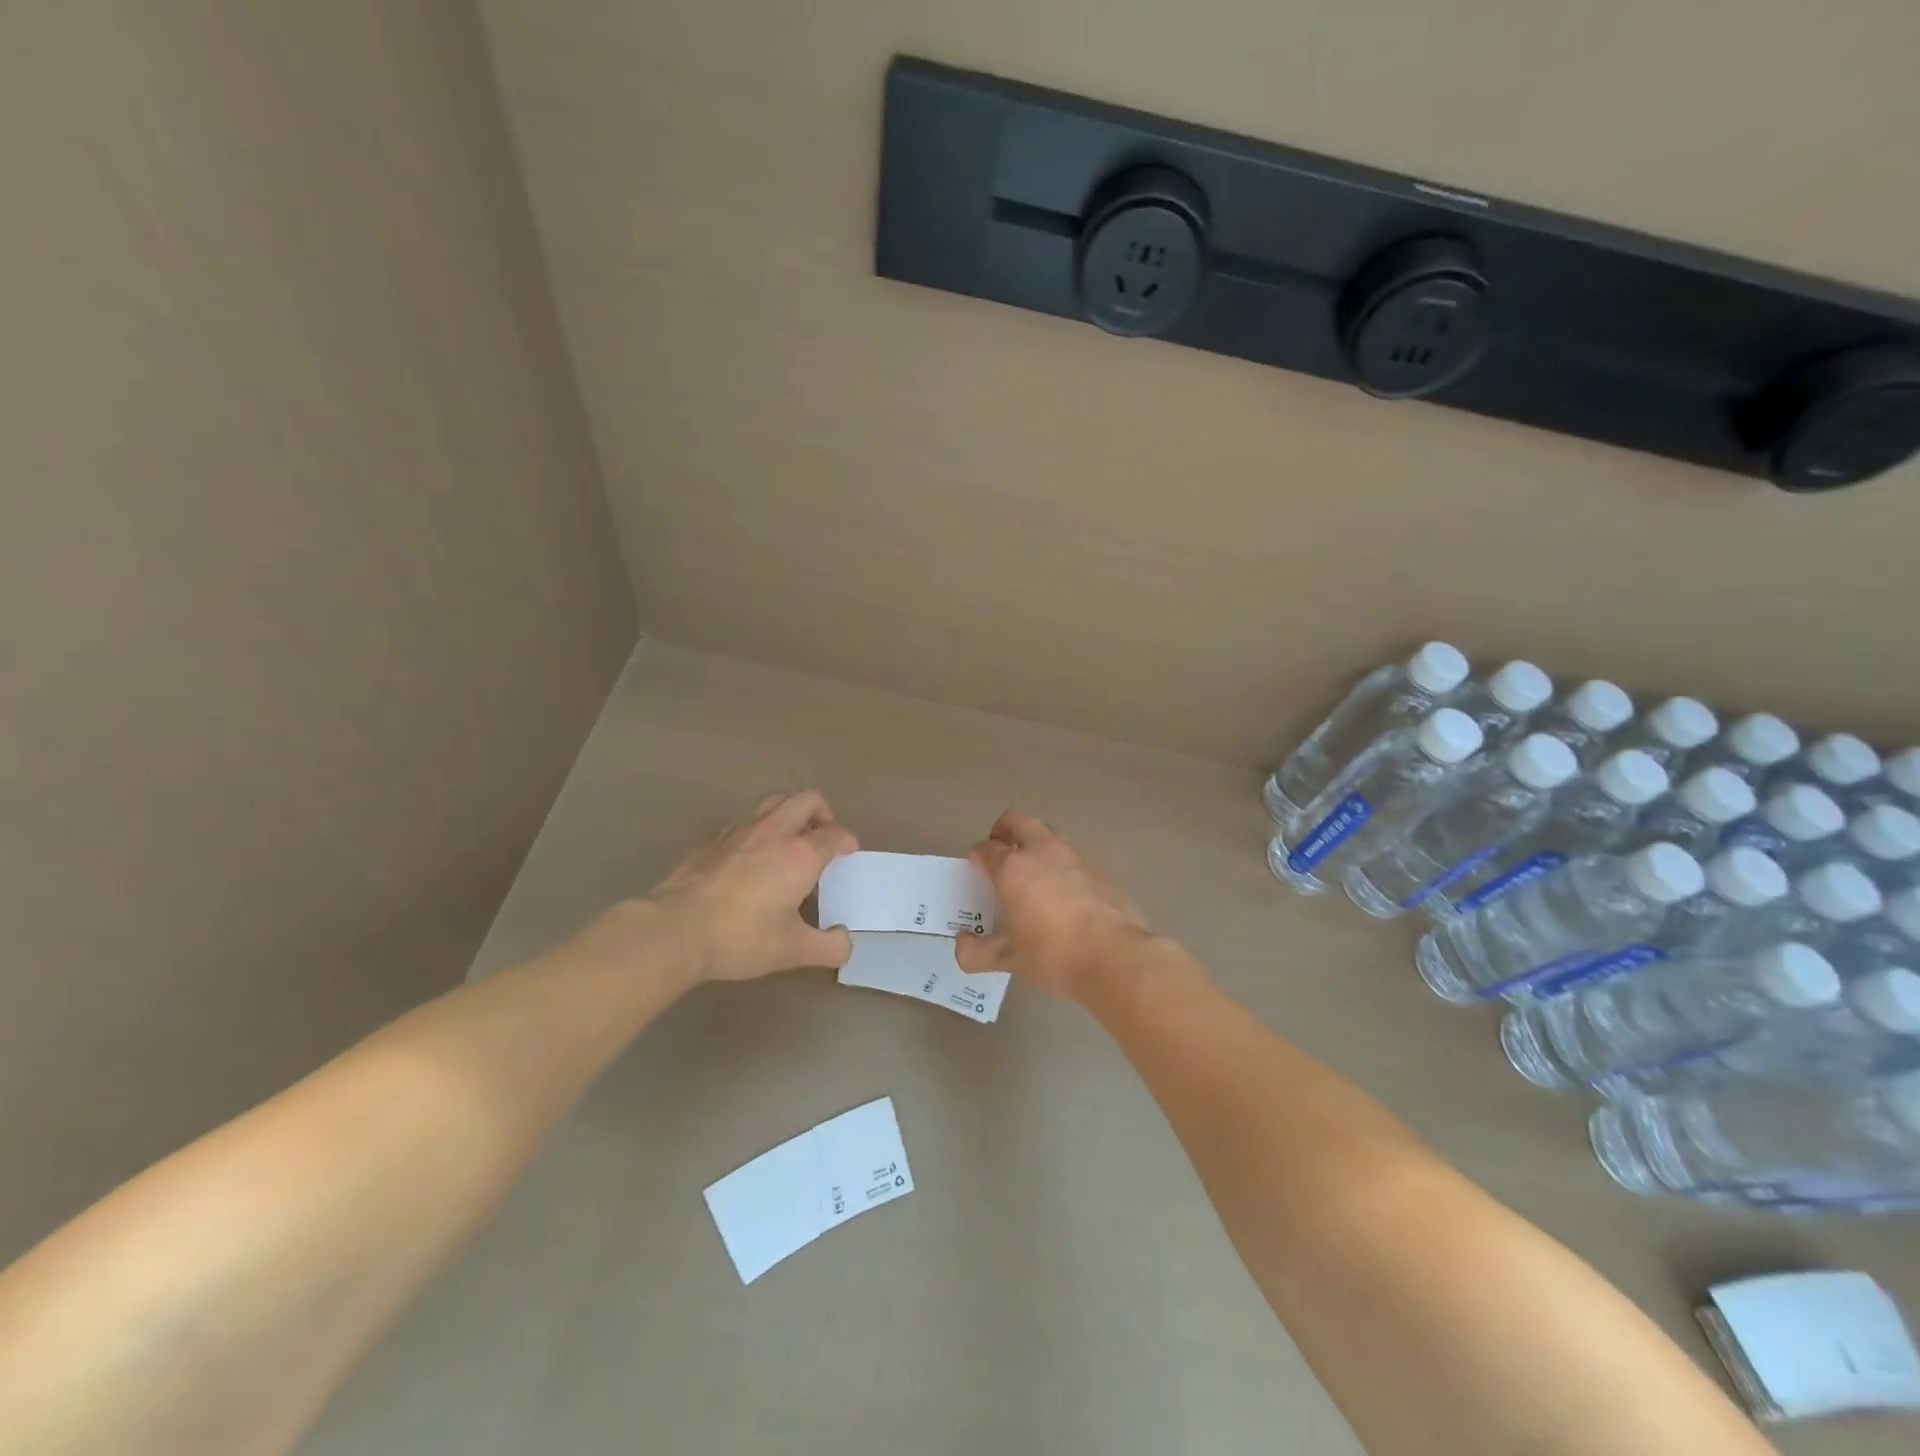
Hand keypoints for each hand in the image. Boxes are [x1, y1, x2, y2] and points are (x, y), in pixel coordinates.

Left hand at [644, 791, 858, 981]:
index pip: (835, 833)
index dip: (847, 842)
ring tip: (789, 843)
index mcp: (801, 854)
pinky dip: (758, 830)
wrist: (674, 930)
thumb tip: (844, 941)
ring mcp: (739, 830)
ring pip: (774, 802)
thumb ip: (828, 947)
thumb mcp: (792, 951)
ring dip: (789, 814)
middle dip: (822, 813)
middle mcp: (774, 831)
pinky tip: (750, 859)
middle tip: (822, 837)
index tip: (848, 854)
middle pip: (807, 799)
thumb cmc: (741, 937)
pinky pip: (745, 820)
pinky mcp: (711, 839)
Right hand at [955, 809, 1151, 1000]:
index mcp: (1014, 868)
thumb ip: (978, 952)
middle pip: (1019, 821)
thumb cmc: (1054, 955)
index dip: (977, 855)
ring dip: (1036, 843)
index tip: (976, 867)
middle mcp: (1043, 852)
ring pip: (1050, 835)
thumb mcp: (1009, 960)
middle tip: (1000, 850)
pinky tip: (1066, 895)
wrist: (1116, 957)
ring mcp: (1076, 858)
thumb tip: (962, 945)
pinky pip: (1074, 859)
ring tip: (1033, 871)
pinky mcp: (1101, 871)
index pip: (987, 848)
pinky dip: (1063, 867)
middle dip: (1005, 830)